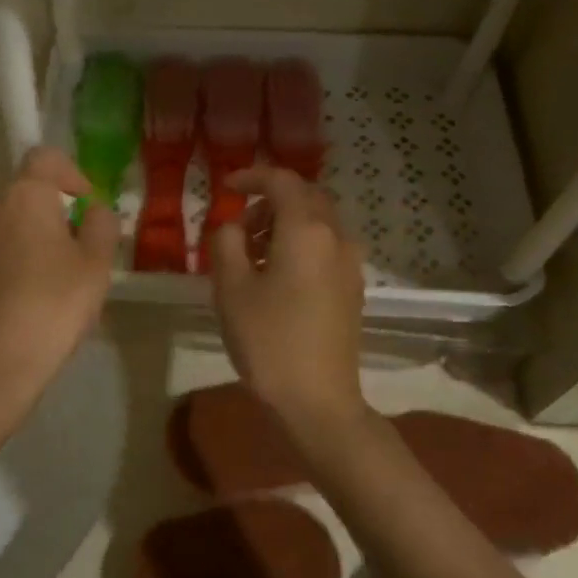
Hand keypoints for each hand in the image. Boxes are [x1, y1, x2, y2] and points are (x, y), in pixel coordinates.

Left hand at [0, 147, 118, 417]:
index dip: (73, 174)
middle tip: (82, 247)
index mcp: (24, 195)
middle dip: (57, 210)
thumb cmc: (54, 303)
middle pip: (27, 191)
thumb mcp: (96, 263)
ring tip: (61, 277)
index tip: (88, 208)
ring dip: (37, 236)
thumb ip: (101, 225)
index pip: (45, 157)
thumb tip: (93, 210)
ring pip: (11, 223)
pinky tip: (35, 297)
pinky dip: (18, 259)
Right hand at [209, 167, 367, 435]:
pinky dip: (299, 245)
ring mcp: (350, 264)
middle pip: (305, 198)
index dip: (251, 177)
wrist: (318, 400)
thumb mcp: (230, 288)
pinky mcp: (353, 288)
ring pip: (317, 223)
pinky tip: (276, 276)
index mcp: (306, 230)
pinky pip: (325, 247)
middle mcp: (336, 237)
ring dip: (284, 224)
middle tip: (238, 225)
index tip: (225, 187)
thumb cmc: (268, 340)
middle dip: (270, 200)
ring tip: (251, 255)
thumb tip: (232, 226)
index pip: (282, 181)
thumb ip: (226, 242)